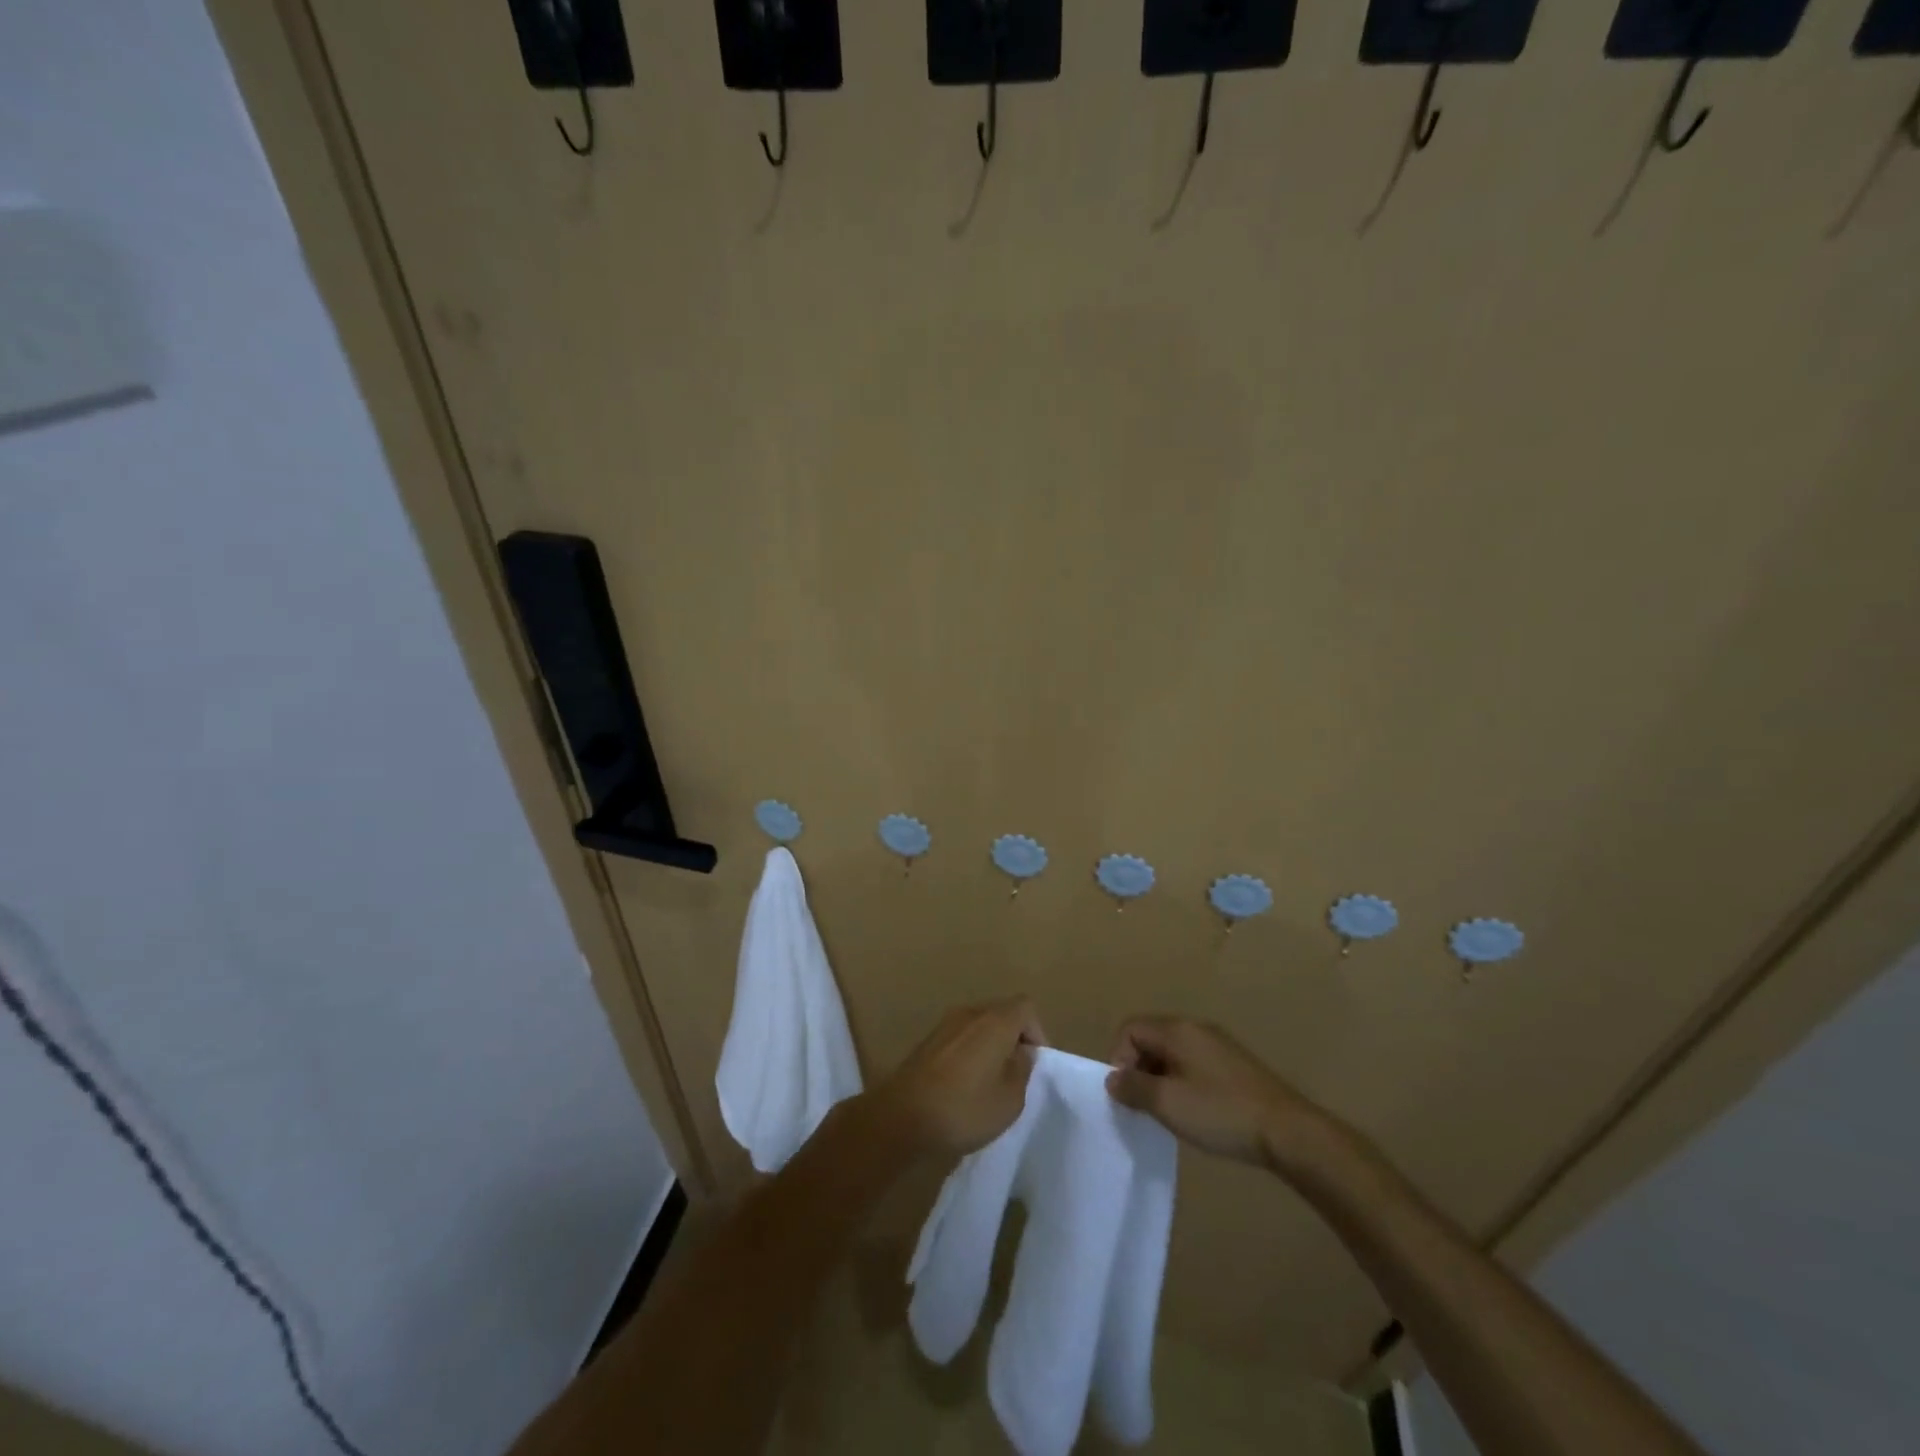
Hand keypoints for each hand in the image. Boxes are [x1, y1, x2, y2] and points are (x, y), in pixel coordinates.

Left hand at [877, 997, 1044, 1156]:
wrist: (901, 1117)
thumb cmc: (964, 1108)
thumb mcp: (1010, 1100)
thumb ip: (1022, 1069)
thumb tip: (1021, 1051)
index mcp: (995, 1021)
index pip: (1026, 1007)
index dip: (1037, 1032)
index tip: (1034, 1063)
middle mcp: (970, 1013)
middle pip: (1002, 1012)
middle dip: (1014, 1038)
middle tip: (1015, 1073)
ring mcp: (945, 1024)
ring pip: (979, 1025)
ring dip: (990, 1045)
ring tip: (990, 1081)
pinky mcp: (927, 1040)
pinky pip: (960, 1036)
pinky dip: (969, 1052)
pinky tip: (964, 1083)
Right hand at [1106, 1016, 1339, 1175]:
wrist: (1287, 1132)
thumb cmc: (1220, 1113)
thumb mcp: (1168, 1104)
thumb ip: (1133, 1088)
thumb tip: (1113, 1078)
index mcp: (1177, 1030)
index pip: (1130, 1029)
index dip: (1118, 1058)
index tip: (1125, 1094)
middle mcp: (1196, 1028)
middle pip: (1150, 1038)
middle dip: (1138, 1069)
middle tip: (1142, 1106)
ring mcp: (1218, 1045)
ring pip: (1172, 1053)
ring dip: (1160, 1078)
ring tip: (1167, 1113)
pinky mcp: (1234, 1065)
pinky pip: (1193, 1064)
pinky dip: (1182, 1082)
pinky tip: (1194, 1112)